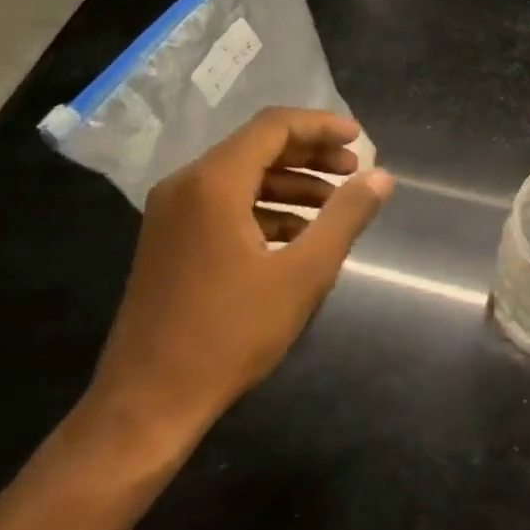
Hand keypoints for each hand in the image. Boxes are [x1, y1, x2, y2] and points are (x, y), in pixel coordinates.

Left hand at [80, 107, 393, 458]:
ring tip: (333, 204)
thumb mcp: (302, 274)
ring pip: (240, 177)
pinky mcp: (169, 242)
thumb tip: (381, 177)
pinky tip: (296, 235)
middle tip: (354, 171)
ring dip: (290, 183)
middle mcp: (185, 186)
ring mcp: (171, 215)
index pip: (273, 127)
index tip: (360, 140)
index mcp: (213, 183)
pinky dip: (265, 208)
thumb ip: (345, 217)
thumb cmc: (230, 333)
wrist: (147, 401)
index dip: (321, 127)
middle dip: (310, 155)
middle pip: (256, 147)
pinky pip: (223, 205)